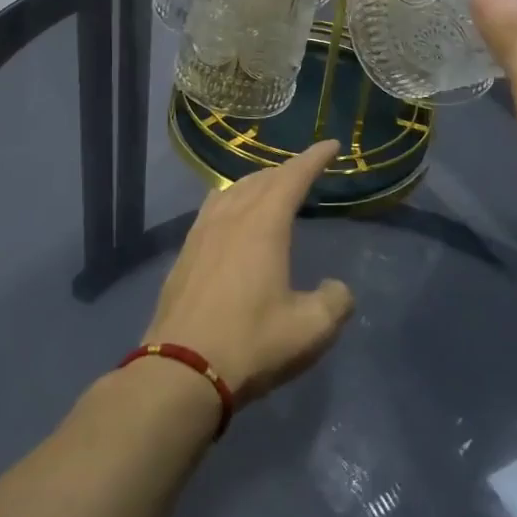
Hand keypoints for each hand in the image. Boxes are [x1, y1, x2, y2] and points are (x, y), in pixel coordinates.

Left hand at [143, 141, 354, 404]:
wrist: (180, 370)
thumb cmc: (251, 344)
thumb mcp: (310, 330)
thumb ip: (334, 302)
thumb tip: (336, 289)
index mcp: (263, 225)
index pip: (293, 177)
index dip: (314, 158)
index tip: (331, 145)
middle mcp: (231, 218)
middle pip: (261, 179)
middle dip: (287, 169)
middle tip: (305, 171)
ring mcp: (202, 233)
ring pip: (232, 190)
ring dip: (256, 182)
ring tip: (270, 187)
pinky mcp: (185, 253)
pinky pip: (213, 208)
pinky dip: (231, 200)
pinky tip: (230, 216)